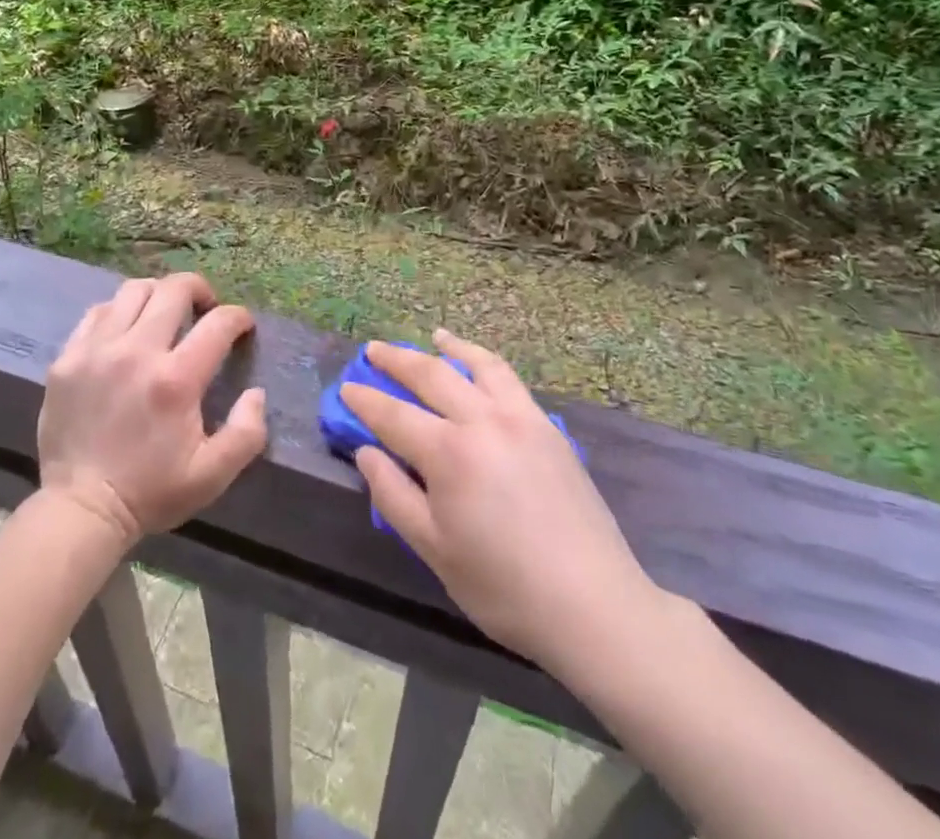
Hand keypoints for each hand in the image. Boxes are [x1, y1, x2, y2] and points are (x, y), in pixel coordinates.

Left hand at [39, 273, 267, 546]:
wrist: (80, 510)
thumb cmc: (150, 492)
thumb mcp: (212, 475)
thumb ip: (246, 432)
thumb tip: (256, 392)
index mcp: (176, 379)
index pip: (219, 322)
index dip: (238, 317)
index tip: (242, 327)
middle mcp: (137, 352)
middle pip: (174, 289)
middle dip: (199, 290)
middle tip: (205, 308)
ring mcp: (97, 350)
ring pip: (133, 290)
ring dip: (158, 295)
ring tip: (164, 314)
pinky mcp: (67, 358)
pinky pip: (97, 312)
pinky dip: (118, 312)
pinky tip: (126, 331)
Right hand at [344, 332, 661, 673]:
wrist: (593, 604)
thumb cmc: (504, 586)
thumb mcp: (434, 550)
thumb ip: (394, 495)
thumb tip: (366, 452)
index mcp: (449, 453)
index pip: (394, 415)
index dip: (365, 400)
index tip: (346, 387)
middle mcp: (482, 420)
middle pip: (431, 376)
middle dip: (396, 359)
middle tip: (372, 350)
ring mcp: (521, 417)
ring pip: (478, 365)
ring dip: (449, 347)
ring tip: (434, 336)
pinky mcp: (548, 427)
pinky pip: (509, 380)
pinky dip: (486, 363)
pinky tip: (481, 366)